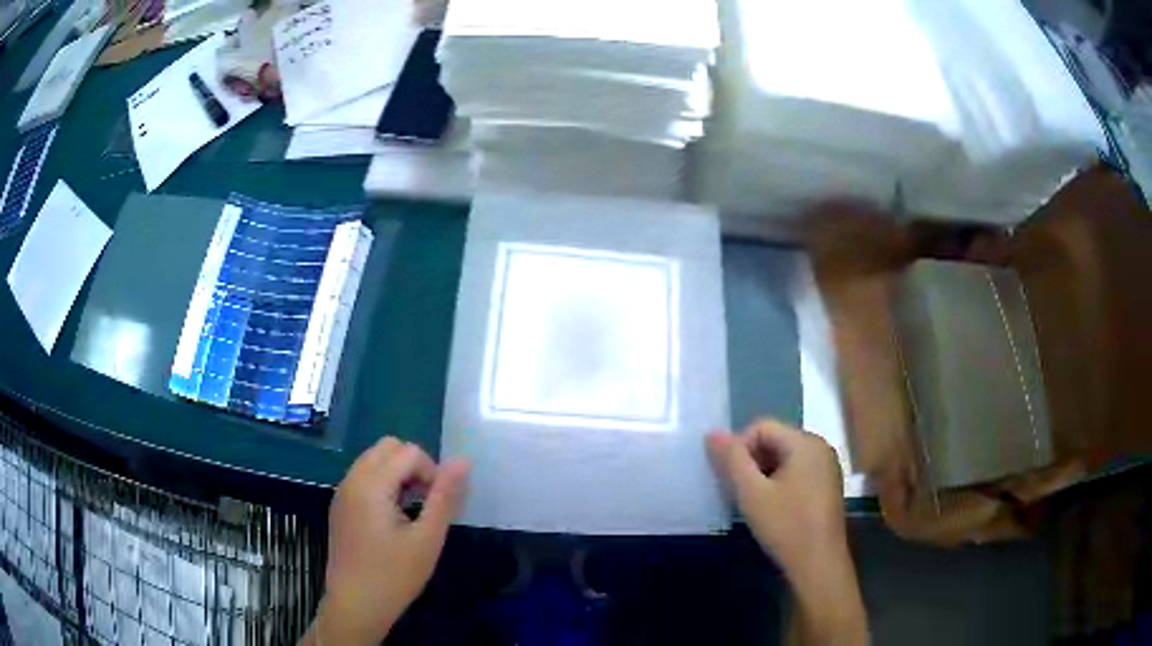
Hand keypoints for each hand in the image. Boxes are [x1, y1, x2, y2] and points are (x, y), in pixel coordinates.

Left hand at [308, 437, 469, 644]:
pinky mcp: (340, 506)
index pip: (409, 451)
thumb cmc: (394, 575)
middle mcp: (352, 479)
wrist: (356, 605)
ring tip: (411, 512)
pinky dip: (383, 484)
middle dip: (414, 467)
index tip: (436, 506)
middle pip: (388, 447)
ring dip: (398, 474)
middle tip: (425, 503)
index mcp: (371, 484)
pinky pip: (363, 477)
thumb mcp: (428, 538)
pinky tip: (392, 520)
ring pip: (374, 460)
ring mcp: (342, 492)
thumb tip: (463, 460)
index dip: (432, 472)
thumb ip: (445, 496)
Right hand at [707, 420, 845, 576]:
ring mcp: (827, 467)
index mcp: (805, 442)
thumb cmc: (786, 526)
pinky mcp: (828, 486)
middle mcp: (820, 447)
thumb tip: (712, 432)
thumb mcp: (752, 493)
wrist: (819, 564)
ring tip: (753, 502)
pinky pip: (797, 472)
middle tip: (739, 492)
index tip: (730, 479)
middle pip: (775, 440)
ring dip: (764, 474)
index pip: (762, 427)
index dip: (739, 448)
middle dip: (752, 462)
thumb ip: (732, 460)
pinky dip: (779, 483)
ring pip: (785, 458)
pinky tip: (772, 508)